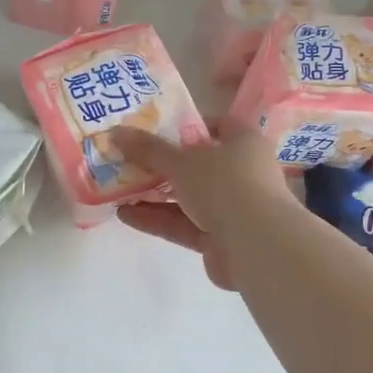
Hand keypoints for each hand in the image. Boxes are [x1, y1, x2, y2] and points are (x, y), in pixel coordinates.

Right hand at [112, 121, 299, 289]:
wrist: (257, 246)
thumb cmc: (225, 186)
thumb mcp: (181, 162)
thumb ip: (148, 149)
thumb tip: (115, 131)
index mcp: (244, 144)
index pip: (219, 126)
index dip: (190, 125)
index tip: (157, 128)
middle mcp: (243, 174)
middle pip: (199, 165)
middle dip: (163, 166)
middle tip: (129, 161)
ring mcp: (233, 209)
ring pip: (188, 198)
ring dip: (155, 195)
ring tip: (119, 191)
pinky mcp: (220, 239)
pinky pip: (185, 225)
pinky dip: (158, 220)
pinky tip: (126, 216)